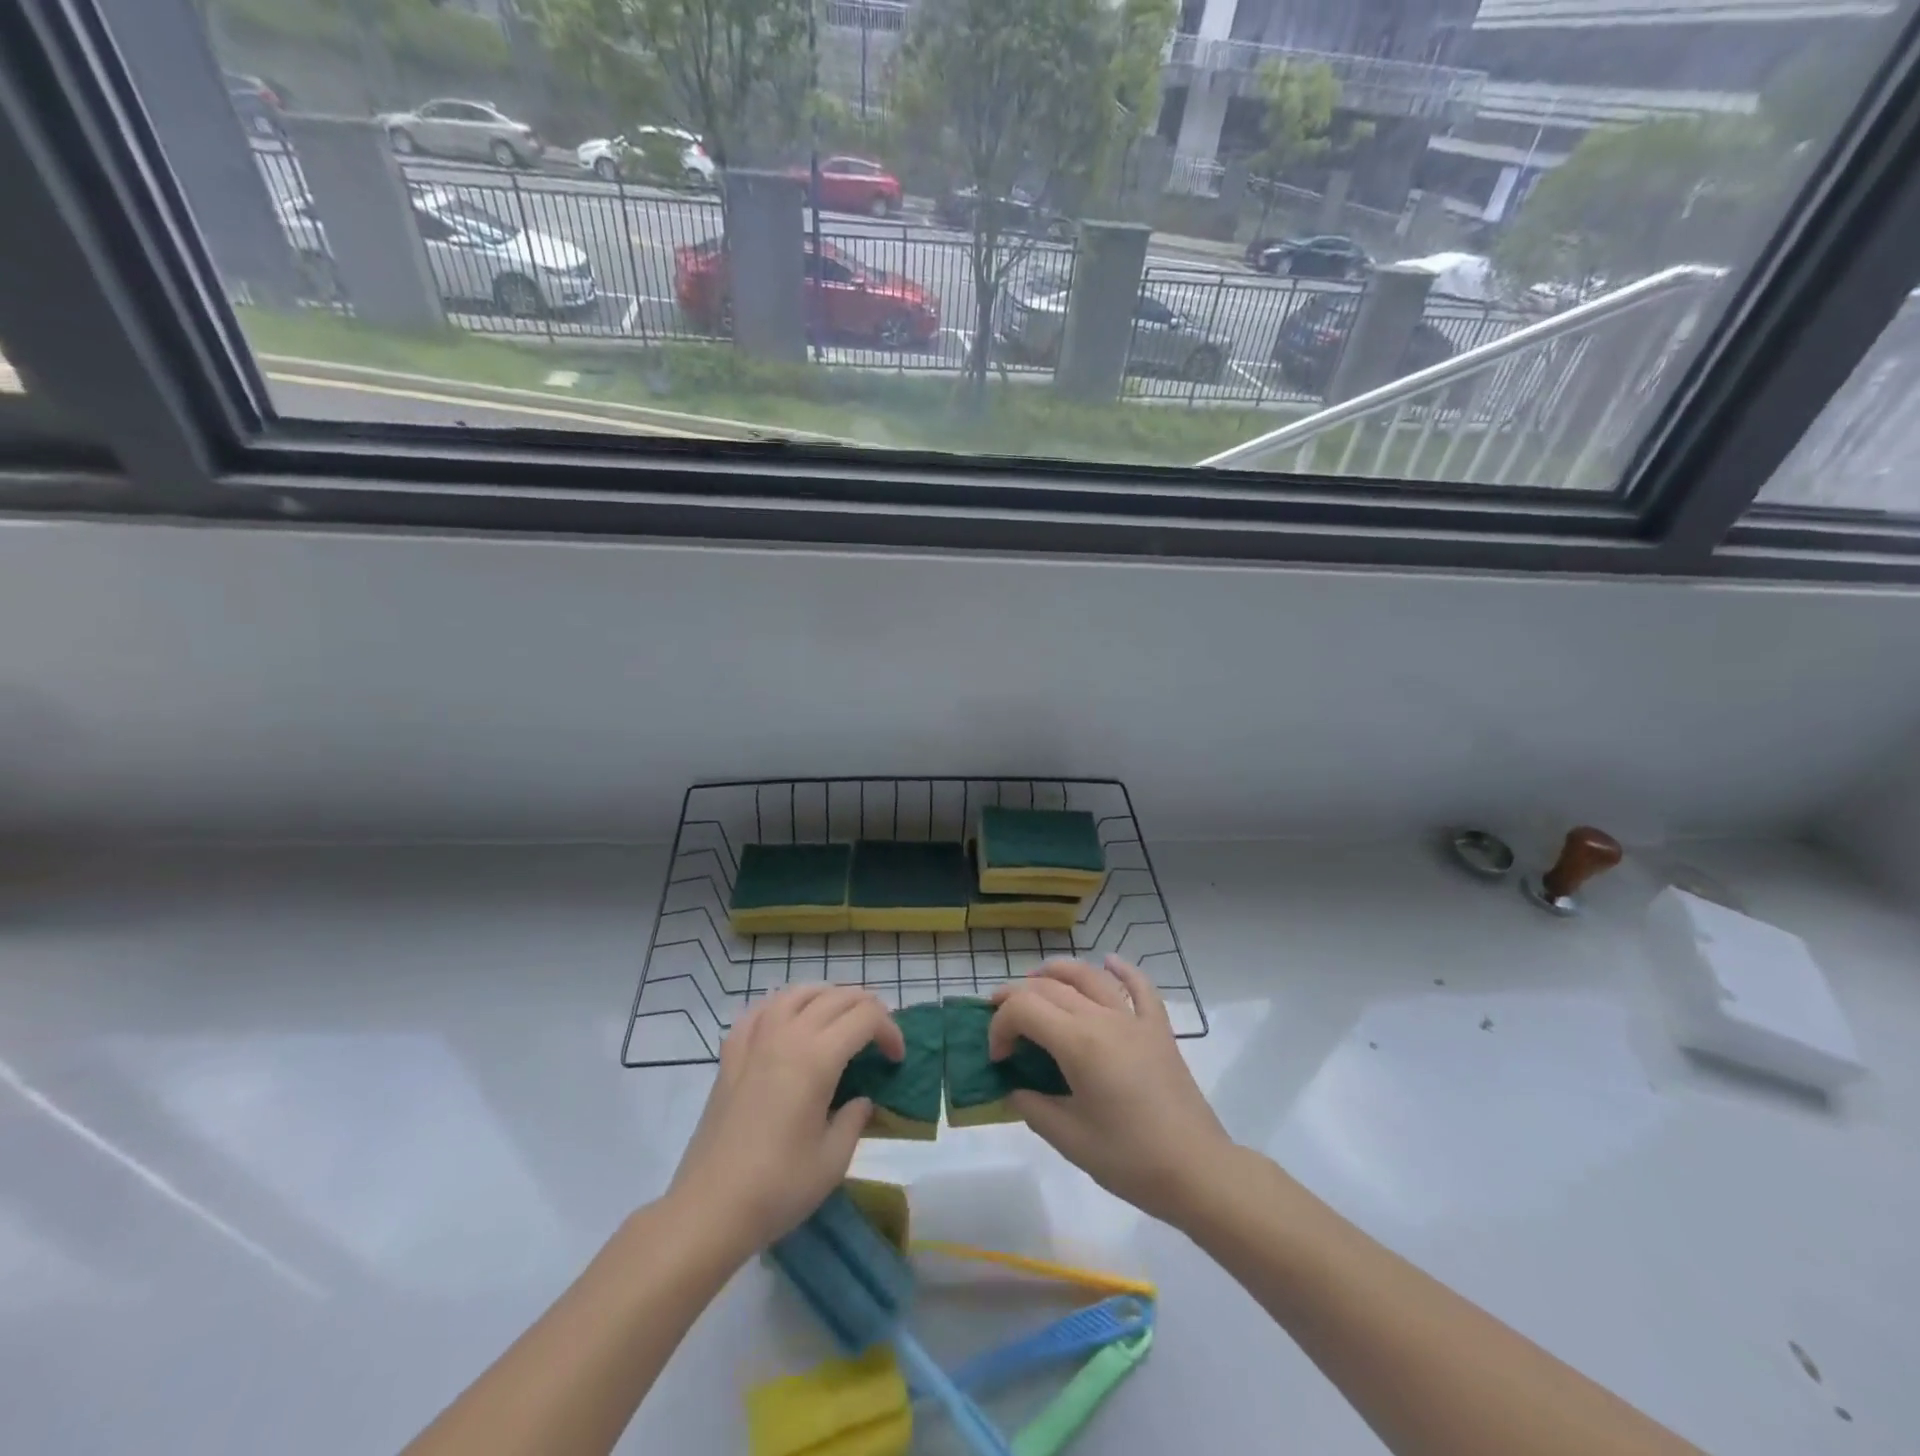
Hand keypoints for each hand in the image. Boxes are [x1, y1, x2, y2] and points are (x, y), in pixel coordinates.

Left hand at [668, 985, 903, 1256]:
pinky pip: (761, 1009)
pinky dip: (783, 1005)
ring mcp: (755, 1040)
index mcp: (817, 1058)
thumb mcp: (833, 1161)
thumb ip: (854, 1119)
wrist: (709, 1209)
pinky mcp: (730, 1054)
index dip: (890, 1030)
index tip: (896, 1059)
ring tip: (839, 1017)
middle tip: (878, 1036)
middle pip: (836, 997)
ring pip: (798, 992)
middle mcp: (787, 1036)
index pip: (865, 1017)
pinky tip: (788, 1021)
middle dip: (866, 1008)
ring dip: (827, 996)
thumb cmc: (777, 1188)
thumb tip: (860, 1100)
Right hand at [991, 957, 1234, 1227]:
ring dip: (1058, 971)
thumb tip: (1015, 1089)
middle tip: (999, 1015)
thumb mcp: (1070, 1141)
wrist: (1197, 1170)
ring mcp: (1135, 1020)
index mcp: (1079, 1043)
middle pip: (1051, 988)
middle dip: (1017, 996)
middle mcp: (1104, 1019)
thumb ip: (1033, 1108)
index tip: (997, 1057)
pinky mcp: (1159, 1030)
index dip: (1000, 1026)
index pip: (1024, 1009)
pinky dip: (1123, 970)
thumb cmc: (1130, 1159)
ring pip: (1090, 976)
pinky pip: (1141, 988)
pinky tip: (1110, 961)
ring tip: (1037, 980)